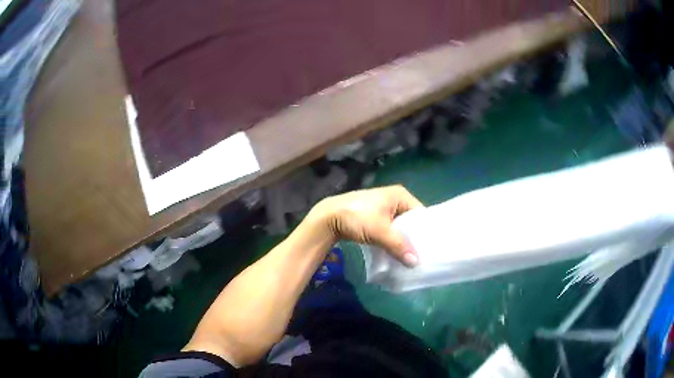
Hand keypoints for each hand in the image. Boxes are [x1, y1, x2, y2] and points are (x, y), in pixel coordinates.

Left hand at [307, 185, 423, 266]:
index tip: (430, 249)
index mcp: (400, 195)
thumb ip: (398, 246)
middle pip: (411, 221)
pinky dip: (393, 240)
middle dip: (414, 238)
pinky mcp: (375, 217)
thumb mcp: (380, 231)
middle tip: (422, 256)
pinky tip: (396, 253)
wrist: (328, 217)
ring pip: (400, 227)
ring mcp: (384, 208)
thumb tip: (415, 263)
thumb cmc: (357, 217)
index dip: (425, 231)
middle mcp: (395, 199)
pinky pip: (391, 230)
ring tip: (411, 257)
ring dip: (403, 241)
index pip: (421, 214)